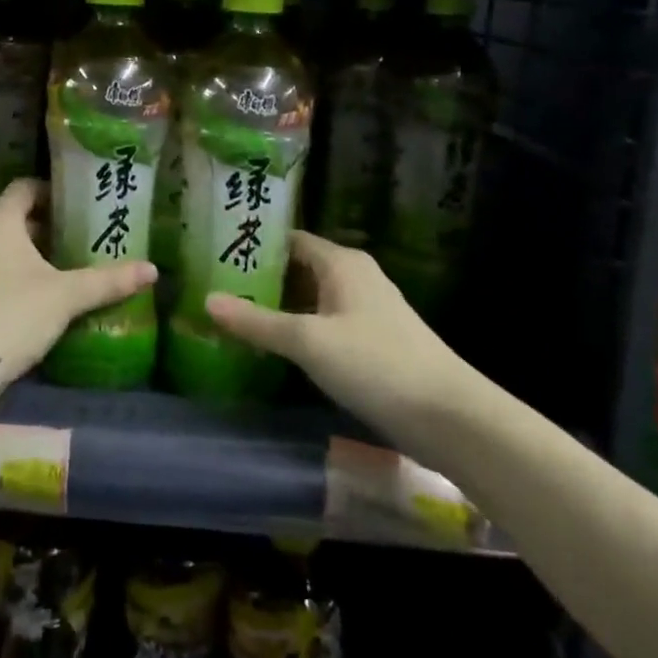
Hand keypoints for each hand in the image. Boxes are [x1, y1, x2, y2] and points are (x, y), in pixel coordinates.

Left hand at [0, 179, 156, 394]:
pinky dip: (8, 274)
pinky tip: (33, 296)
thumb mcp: (66, 296)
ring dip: (26, 253)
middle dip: (45, 228)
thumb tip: (152, 269)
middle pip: (12, 218)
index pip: (25, 187)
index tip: (78, 206)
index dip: (52, 192)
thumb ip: (107, 280)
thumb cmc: (13, 314)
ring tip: (60, 269)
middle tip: (78, 240)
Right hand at [207, 231, 487, 455]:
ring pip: (312, 297)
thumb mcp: (308, 342)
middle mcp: (355, 276)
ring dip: (279, 306)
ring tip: (237, 316)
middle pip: (298, 268)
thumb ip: (256, 322)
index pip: (288, 240)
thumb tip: (206, 300)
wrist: (451, 417)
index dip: (254, 245)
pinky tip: (277, 346)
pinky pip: (326, 321)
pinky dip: (300, 328)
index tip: (216, 255)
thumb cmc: (376, 364)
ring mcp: (367, 309)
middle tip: (217, 289)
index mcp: (341, 262)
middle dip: (261, 279)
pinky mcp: (374, 340)